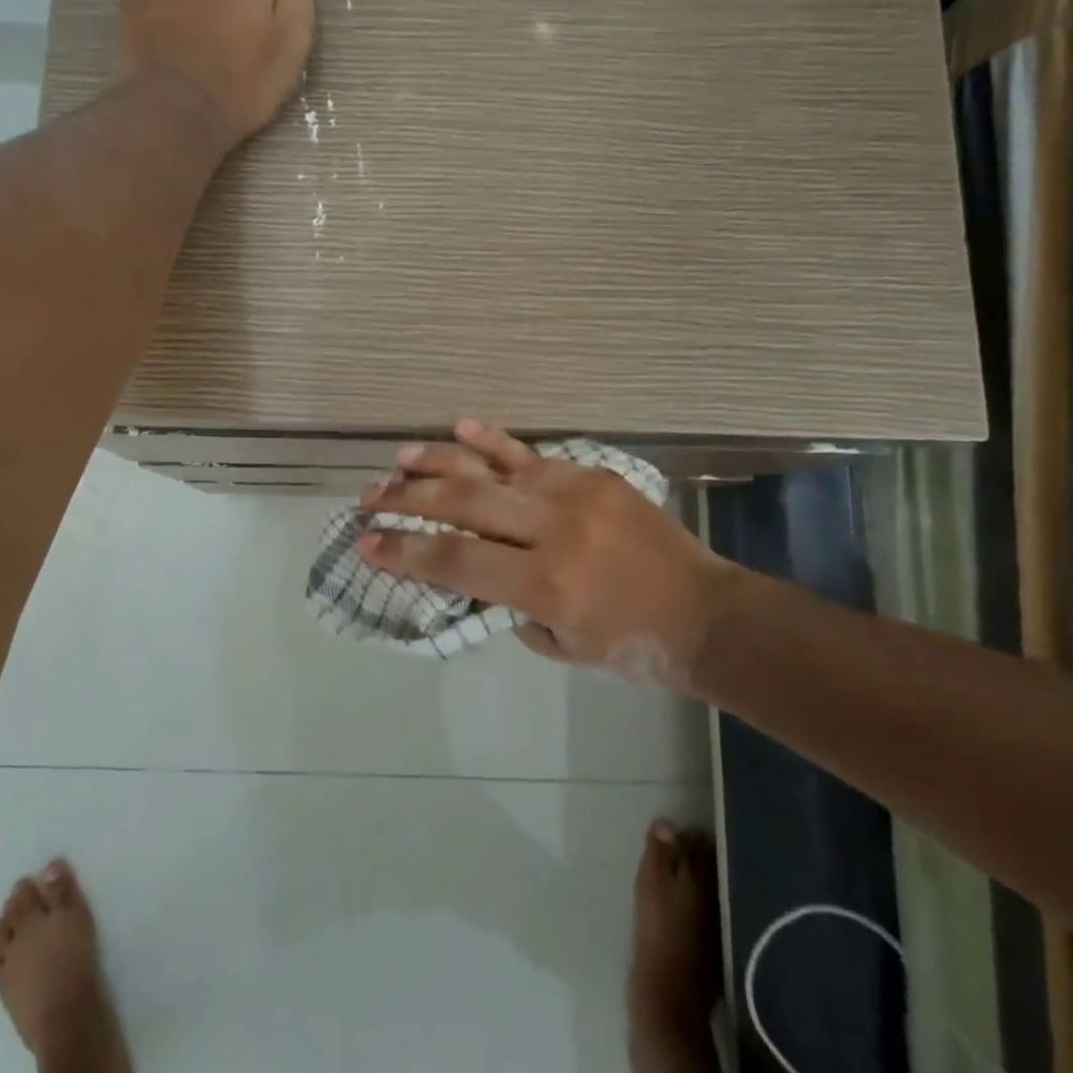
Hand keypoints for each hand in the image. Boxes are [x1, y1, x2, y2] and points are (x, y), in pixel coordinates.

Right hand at [356, 421, 743, 691]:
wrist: (706, 613)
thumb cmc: (632, 645)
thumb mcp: (559, 646)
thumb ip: (509, 607)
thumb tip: (479, 572)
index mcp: (544, 583)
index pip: (454, 560)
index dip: (403, 550)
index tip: (366, 542)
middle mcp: (553, 529)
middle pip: (461, 504)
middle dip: (406, 500)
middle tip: (368, 497)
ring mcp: (574, 494)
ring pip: (490, 469)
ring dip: (438, 461)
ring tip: (398, 460)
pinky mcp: (592, 476)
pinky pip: (532, 454)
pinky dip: (493, 440)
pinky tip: (461, 426)